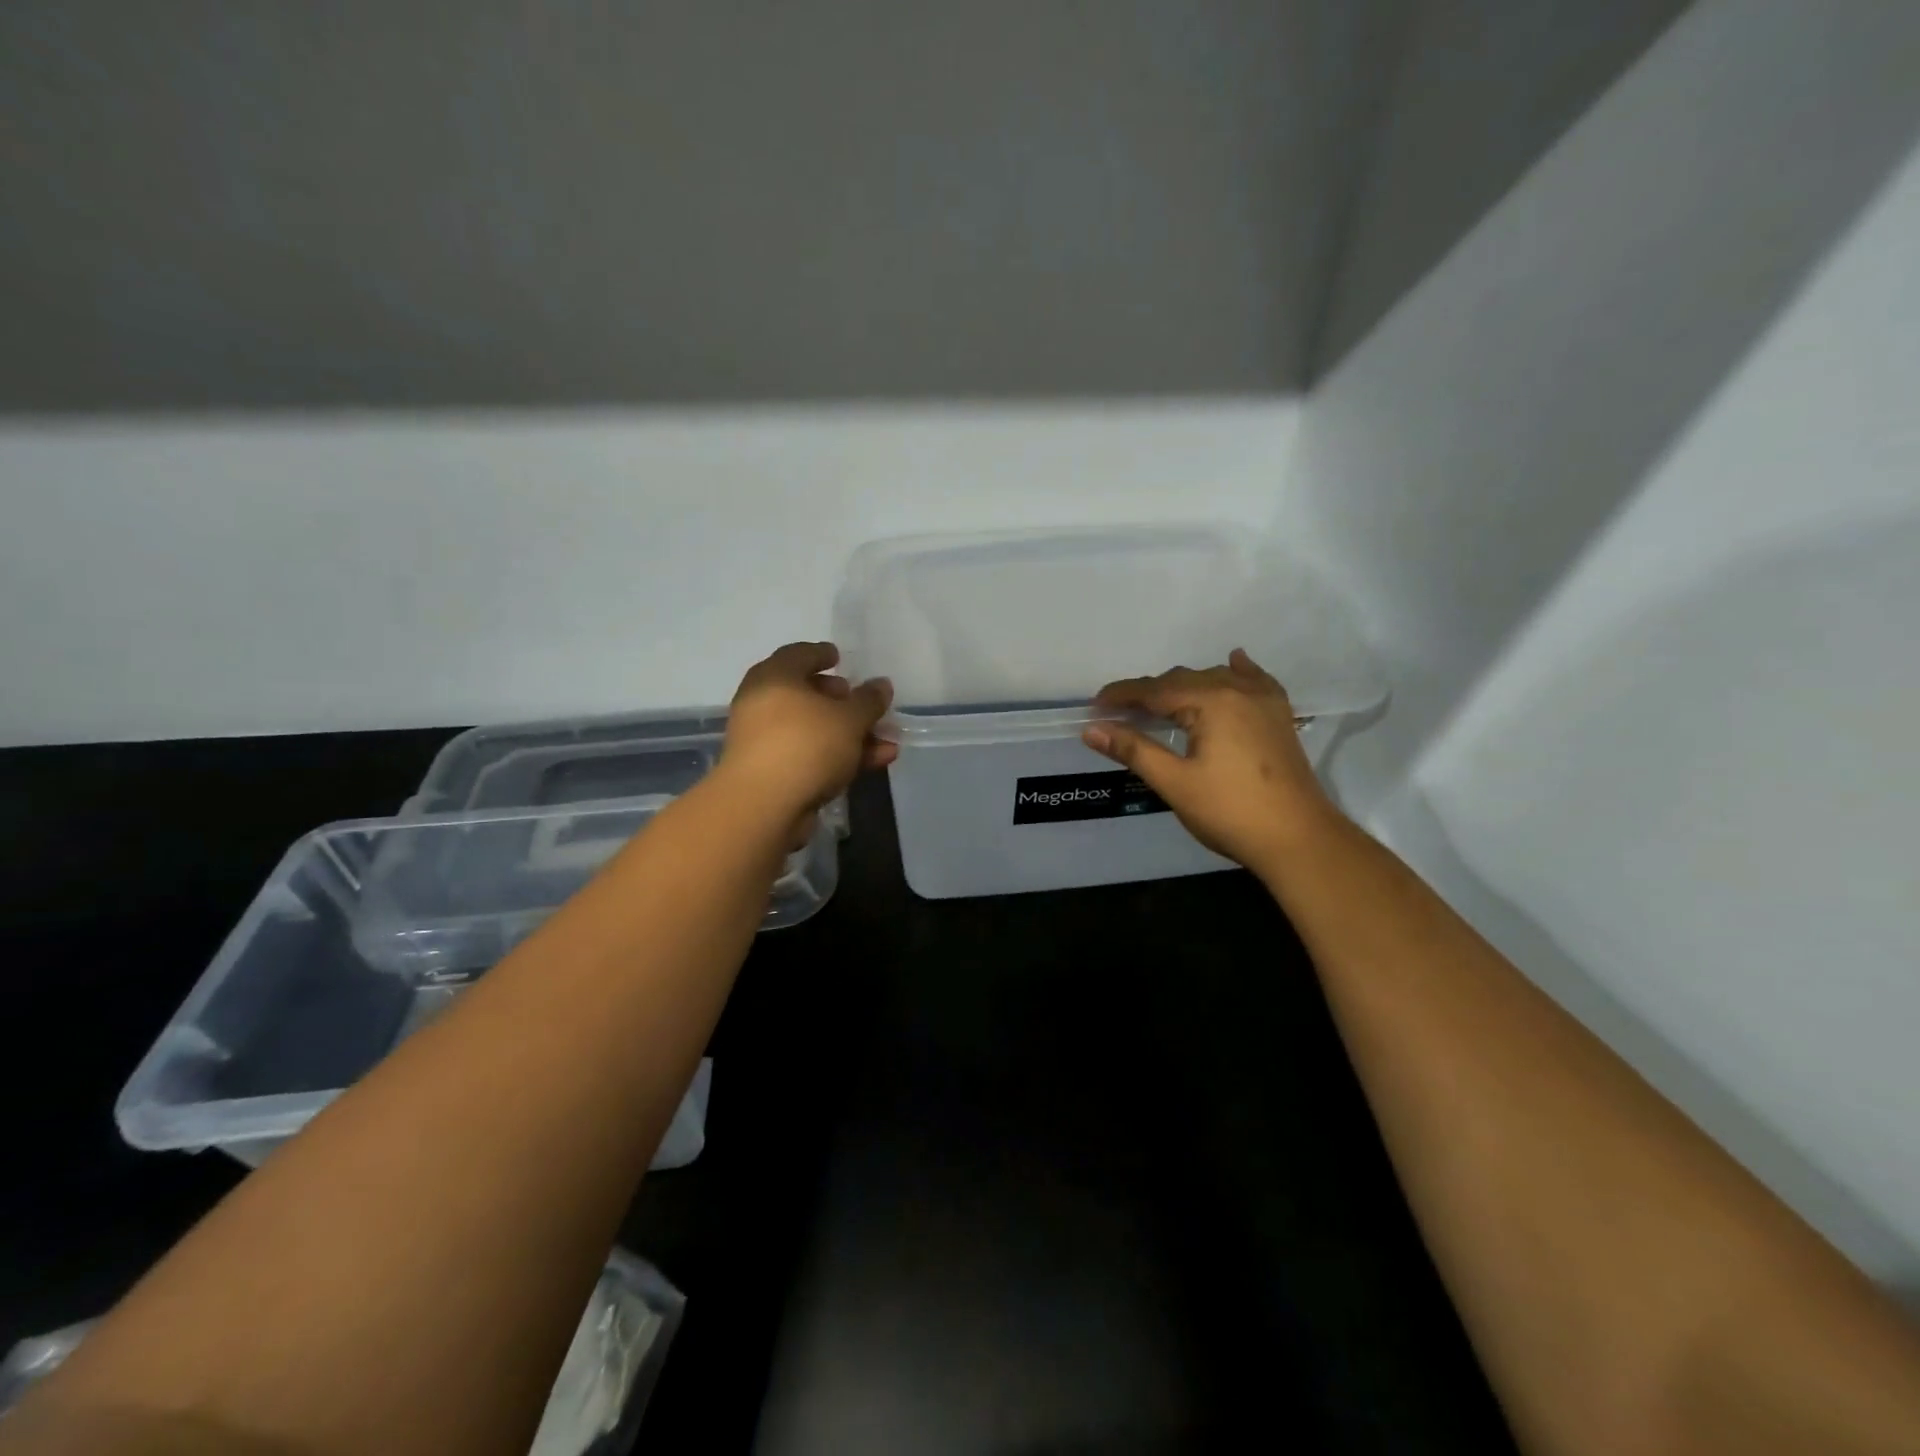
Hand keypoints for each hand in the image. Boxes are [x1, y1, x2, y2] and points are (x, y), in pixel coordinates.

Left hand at [717, 642, 894, 839]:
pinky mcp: (772, 773)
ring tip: (886, 742)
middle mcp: (763, 704)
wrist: (763, 806)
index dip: (821, 653)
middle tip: (863, 704)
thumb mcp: (849, 718)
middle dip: (841, 701)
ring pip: (813, 729)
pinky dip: (839, 756)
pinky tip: (874, 763)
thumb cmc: (806, 745)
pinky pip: (810, 755)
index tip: (838, 657)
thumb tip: (881, 685)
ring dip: (850, 734)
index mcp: (775, 677)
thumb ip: (869, 700)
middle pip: (806, 694)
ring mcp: (765, 741)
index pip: (798, 654)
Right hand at [1082, 649, 1340, 871]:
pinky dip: (1235, 672)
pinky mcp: (1279, 715)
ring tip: (1160, 705)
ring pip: (1214, 678)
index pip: (1154, 690)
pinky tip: (1233, 662)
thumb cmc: (1230, 812)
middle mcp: (1238, 690)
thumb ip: (1134, 750)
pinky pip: (1254, 680)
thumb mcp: (1174, 782)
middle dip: (1149, 693)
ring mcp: (1264, 700)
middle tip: (1120, 714)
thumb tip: (1092, 729)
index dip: (1122, 695)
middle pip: (1182, 680)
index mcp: (1211, 702)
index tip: (1094, 706)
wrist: (1299, 838)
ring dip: (1184, 686)